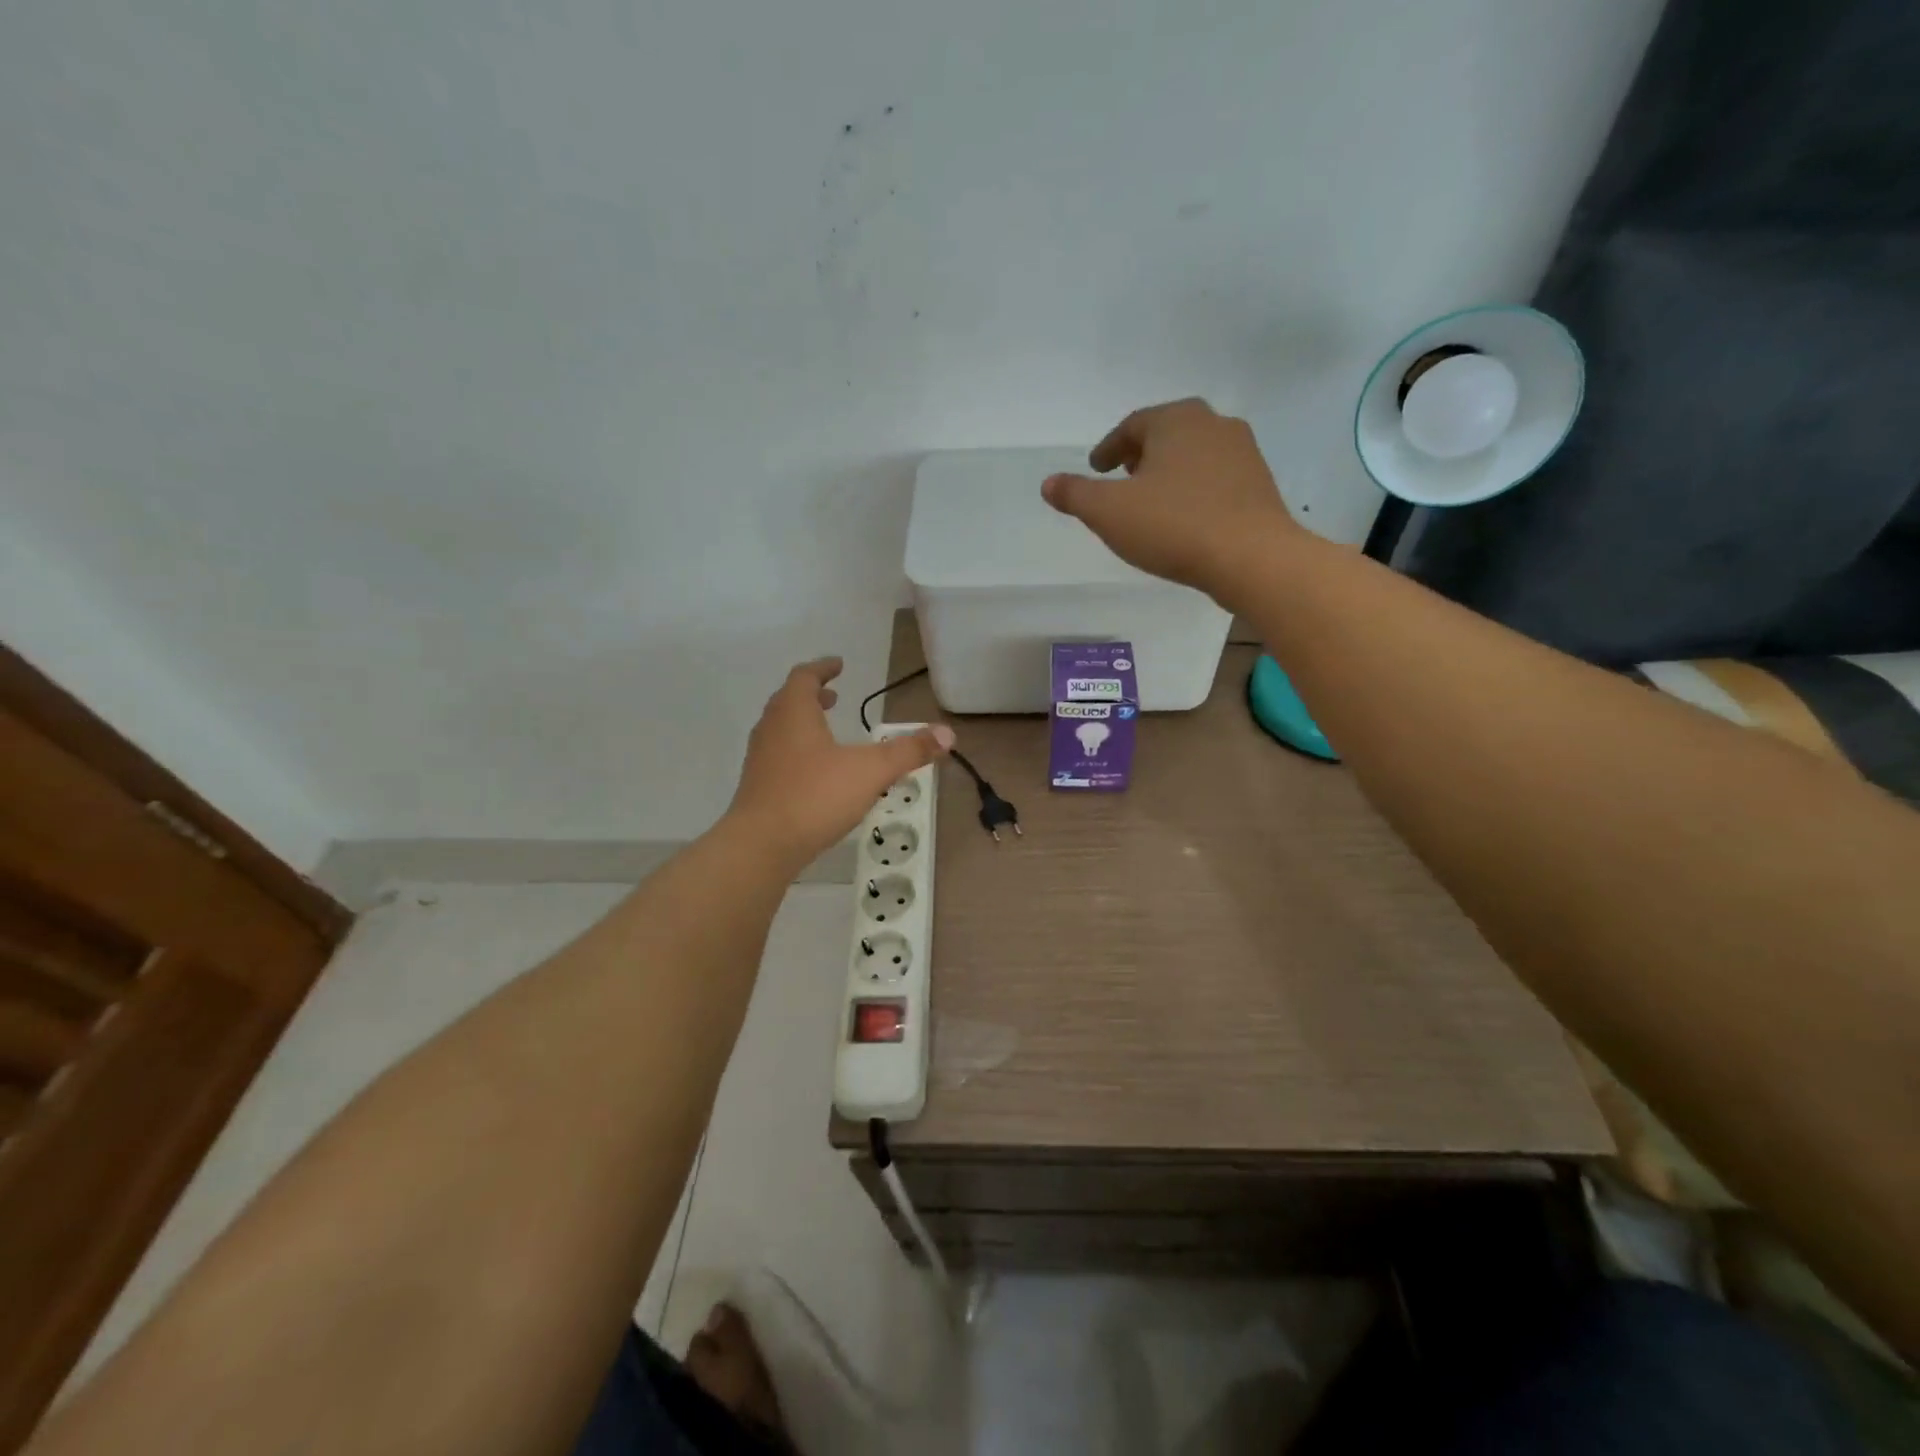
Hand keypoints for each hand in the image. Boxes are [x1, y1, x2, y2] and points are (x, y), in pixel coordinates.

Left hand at [727, 658, 953, 865]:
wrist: (761, 846)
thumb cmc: (815, 796)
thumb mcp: (871, 771)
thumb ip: (908, 751)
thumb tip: (948, 734)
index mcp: (794, 712)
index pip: (804, 676)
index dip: (823, 668)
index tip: (839, 664)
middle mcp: (771, 728)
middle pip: (789, 700)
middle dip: (812, 695)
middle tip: (833, 695)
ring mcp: (760, 758)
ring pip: (781, 729)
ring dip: (803, 723)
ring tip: (827, 732)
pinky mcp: (758, 786)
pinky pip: (778, 755)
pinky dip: (797, 750)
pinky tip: (816, 773)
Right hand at [1041, 398, 1302, 597]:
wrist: (1252, 557)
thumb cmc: (1174, 525)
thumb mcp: (1109, 512)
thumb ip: (1076, 494)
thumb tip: (1049, 483)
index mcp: (1177, 420)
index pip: (1133, 425)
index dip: (1108, 448)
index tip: (1096, 468)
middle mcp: (1214, 425)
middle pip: (1168, 434)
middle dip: (1142, 454)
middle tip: (1123, 477)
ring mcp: (1244, 454)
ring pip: (1195, 455)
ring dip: (1170, 472)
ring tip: (1152, 501)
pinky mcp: (1260, 486)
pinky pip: (1216, 481)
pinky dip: (1194, 492)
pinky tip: (1185, 519)